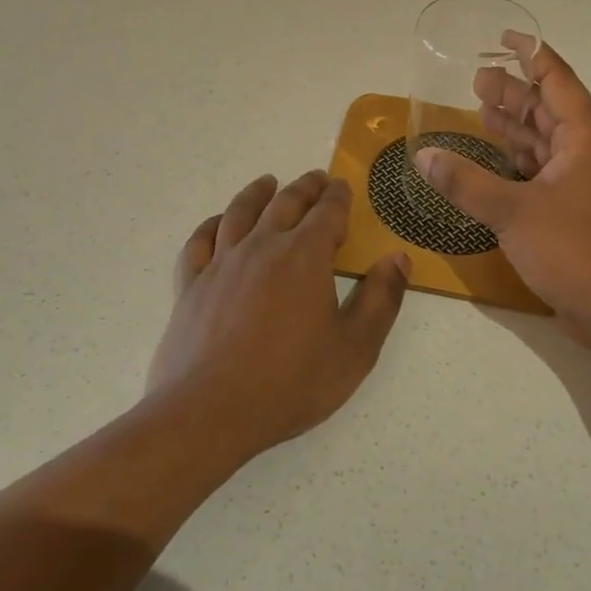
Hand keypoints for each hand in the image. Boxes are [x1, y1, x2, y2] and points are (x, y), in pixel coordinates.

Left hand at [149, 171, 409, 460]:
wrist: (210, 412)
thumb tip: (398, 258)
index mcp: (305, 257)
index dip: (338, 197)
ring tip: (267, 182)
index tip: (342, 186)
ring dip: (257, 193)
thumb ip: (381, 299)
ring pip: (240, 212)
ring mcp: (221, 263)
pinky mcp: (191, 284)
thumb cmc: (290, 382)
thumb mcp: (355, 348)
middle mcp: (262, 247)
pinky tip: (217, 223)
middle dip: (305, 188)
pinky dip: (211, 225)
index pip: (327, 213)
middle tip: (315, 178)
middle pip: (285, 204)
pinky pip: (200, 241)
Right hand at [414, 38, 590, 350]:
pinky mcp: (569, 209)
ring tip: (478, 108)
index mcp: (581, 138)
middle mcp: (583, 152)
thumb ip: (465, 182)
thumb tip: (425, 157)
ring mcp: (578, 182)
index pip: (557, 80)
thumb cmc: (573, 249)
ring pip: (542, 140)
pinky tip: (489, 159)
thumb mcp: (513, 212)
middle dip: (513, 90)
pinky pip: (538, 169)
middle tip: (475, 79)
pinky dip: (513, 159)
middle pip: (546, 108)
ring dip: (512, 124)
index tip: (505, 37)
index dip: (533, 54)